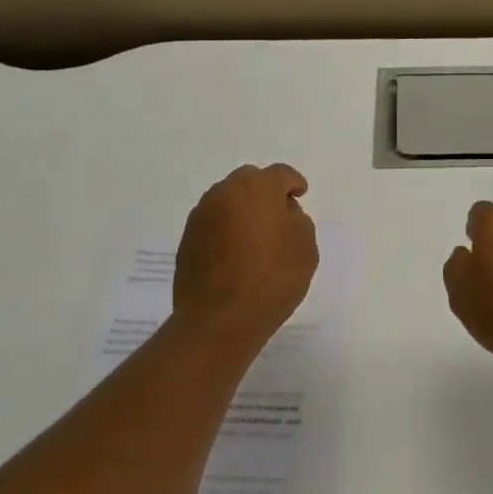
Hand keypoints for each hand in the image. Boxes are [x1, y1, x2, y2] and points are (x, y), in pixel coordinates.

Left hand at [173, 164, 318, 345]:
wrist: (219, 319)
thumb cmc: (271, 278)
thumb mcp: (305, 247)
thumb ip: (297, 220)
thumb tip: (282, 213)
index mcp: (256, 188)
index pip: (280, 174)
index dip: (294, 182)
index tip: (300, 194)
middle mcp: (224, 193)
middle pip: (249, 181)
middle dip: (265, 192)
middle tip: (279, 214)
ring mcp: (201, 216)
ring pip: (227, 201)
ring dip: (243, 210)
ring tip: (257, 236)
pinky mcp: (187, 240)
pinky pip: (214, 223)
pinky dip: (227, 229)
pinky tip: (237, 253)